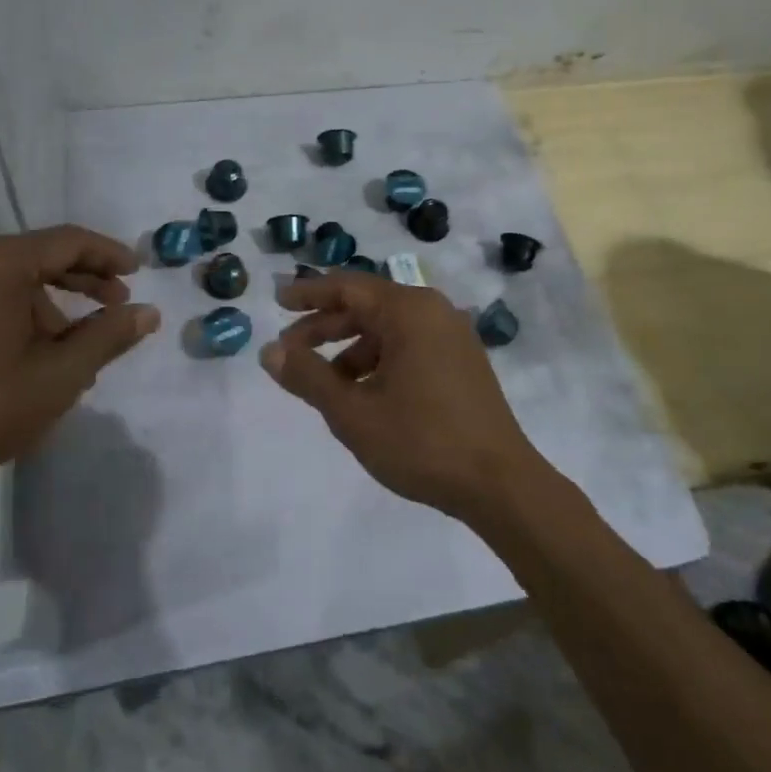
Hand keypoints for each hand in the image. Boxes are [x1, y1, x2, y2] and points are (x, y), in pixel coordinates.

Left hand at [0, 227, 158, 513]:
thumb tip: (148, 313)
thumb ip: (108, 337)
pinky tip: (34, 351)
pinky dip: (19, 313)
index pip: (68, 241)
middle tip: (117, 306)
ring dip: (51, 305)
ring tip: (77, 348)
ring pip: (13, 279)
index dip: (110, 255)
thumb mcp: (59, 375)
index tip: (139, 272)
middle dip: (83, 281)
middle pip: (40, 256)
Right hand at [260, 272, 545, 520]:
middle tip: (290, 350)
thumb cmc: (422, 442)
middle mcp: (433, 311)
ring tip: (323, 382)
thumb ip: (308, 377)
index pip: (347, 287)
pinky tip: (363, 393)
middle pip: (367, 306)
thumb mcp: (353, 413)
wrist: (501, 484)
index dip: (308, 294)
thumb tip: (269, 351)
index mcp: (409, 311)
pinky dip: (379, 360)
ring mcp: (452, 335)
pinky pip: (410, 345)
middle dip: (325, 326)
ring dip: (351, 348)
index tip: (277, 302)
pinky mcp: (462, 360)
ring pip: (388, 329)